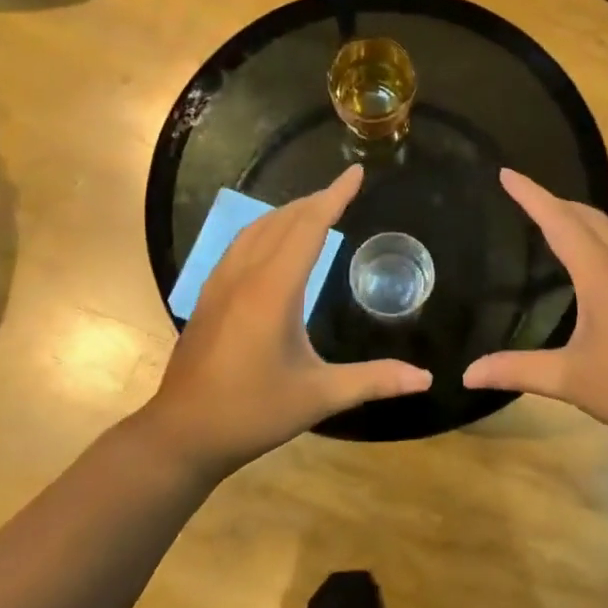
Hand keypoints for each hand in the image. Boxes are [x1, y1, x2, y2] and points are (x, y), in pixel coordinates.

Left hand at [141, 166, 431, 477]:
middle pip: (282, 221)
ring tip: (314, 210)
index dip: (334, 196)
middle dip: (315, 201)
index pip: (309, 227)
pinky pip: (240, 245)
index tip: (355, 173)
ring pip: (256, 229)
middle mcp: (245, 275)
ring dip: (287, 213)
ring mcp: (220, 284)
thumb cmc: (252, 412)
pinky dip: (265, 230)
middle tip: (343, 191)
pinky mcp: (208, 296)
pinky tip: (272, 243)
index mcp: (273, 290)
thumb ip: (373, 381)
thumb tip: (425, 379)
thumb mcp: (318, 397)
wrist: (182, 434)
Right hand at [464, 170, 607, 454]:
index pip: (558, 221)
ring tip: (557, 223)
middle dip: (555, 202)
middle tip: (525, 198)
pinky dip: (604, 241)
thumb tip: (469, 374)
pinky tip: (597, 266)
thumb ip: (517, 370)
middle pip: (589, 217)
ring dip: (583, 219)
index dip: (531, 195)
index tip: (506, 172)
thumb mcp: (570, 380)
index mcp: (603, 273)